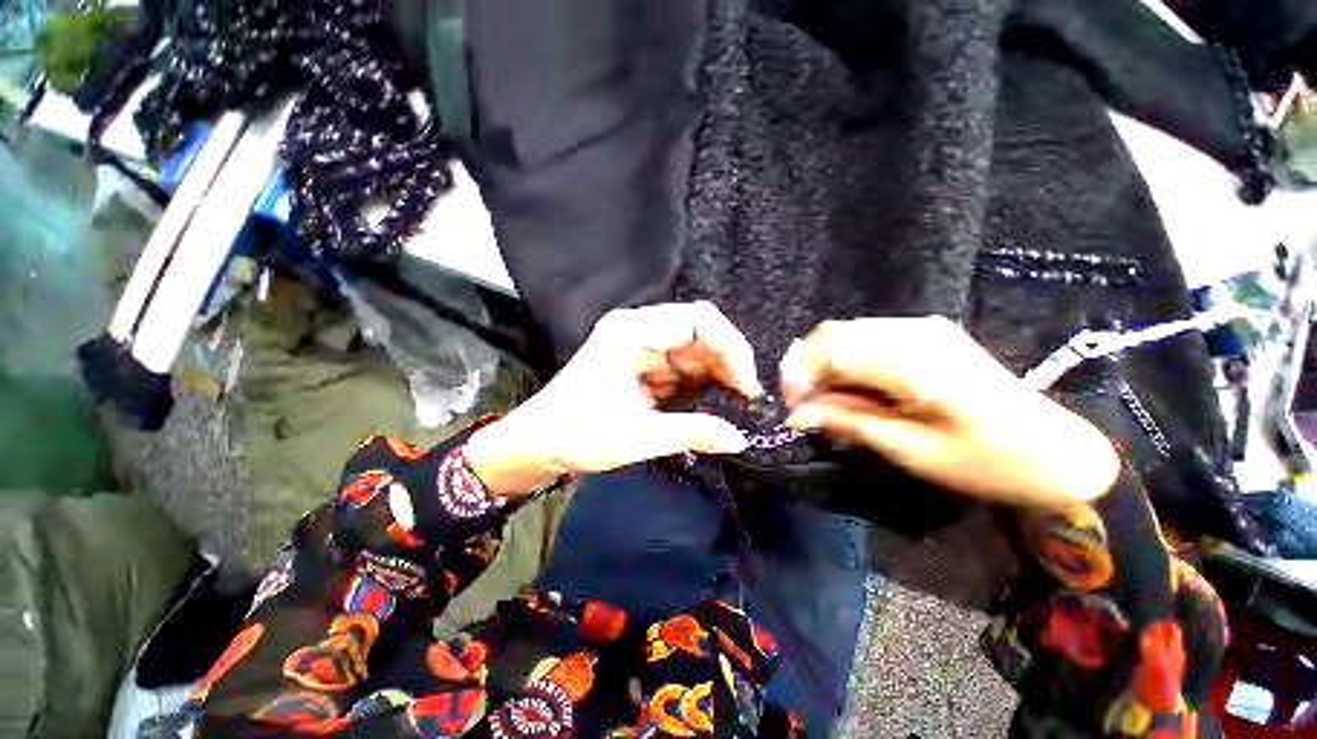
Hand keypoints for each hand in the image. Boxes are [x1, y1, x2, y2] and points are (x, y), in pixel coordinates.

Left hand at [464, 302, 763, 496]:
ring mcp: (639, 348)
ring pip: (692, 352)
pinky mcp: (641, 367)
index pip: (698, 320)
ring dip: (715, 376)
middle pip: (698, 333)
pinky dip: (699, 386)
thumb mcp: (638, 436)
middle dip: (726, 363)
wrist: (537, 446)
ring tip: (736, 405)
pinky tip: (713, 405)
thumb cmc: (577, 435)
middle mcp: (637, 331)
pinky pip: (680, 370)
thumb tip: (740, 438)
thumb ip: (693, 432)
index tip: (748, 383)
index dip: (731, 347)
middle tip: (747, 399)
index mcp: (631, 331)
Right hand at [780, 316, 1119, 508]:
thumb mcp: (910, 451)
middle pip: (832, 334)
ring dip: (823, 364)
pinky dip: (845, 359)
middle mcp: (914, 332)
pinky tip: (850, 386)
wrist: (1056, 450)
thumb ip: (848, 422)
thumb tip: (797, 415)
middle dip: (805, 368)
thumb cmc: (986, 462)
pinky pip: (866, 337)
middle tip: (804, 406)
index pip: (831, 351)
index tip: (792, 408)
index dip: (800, 376)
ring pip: (845, 333)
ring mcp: (922, 327)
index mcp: (915, 363)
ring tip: (825, 400)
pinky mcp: (925, 333)